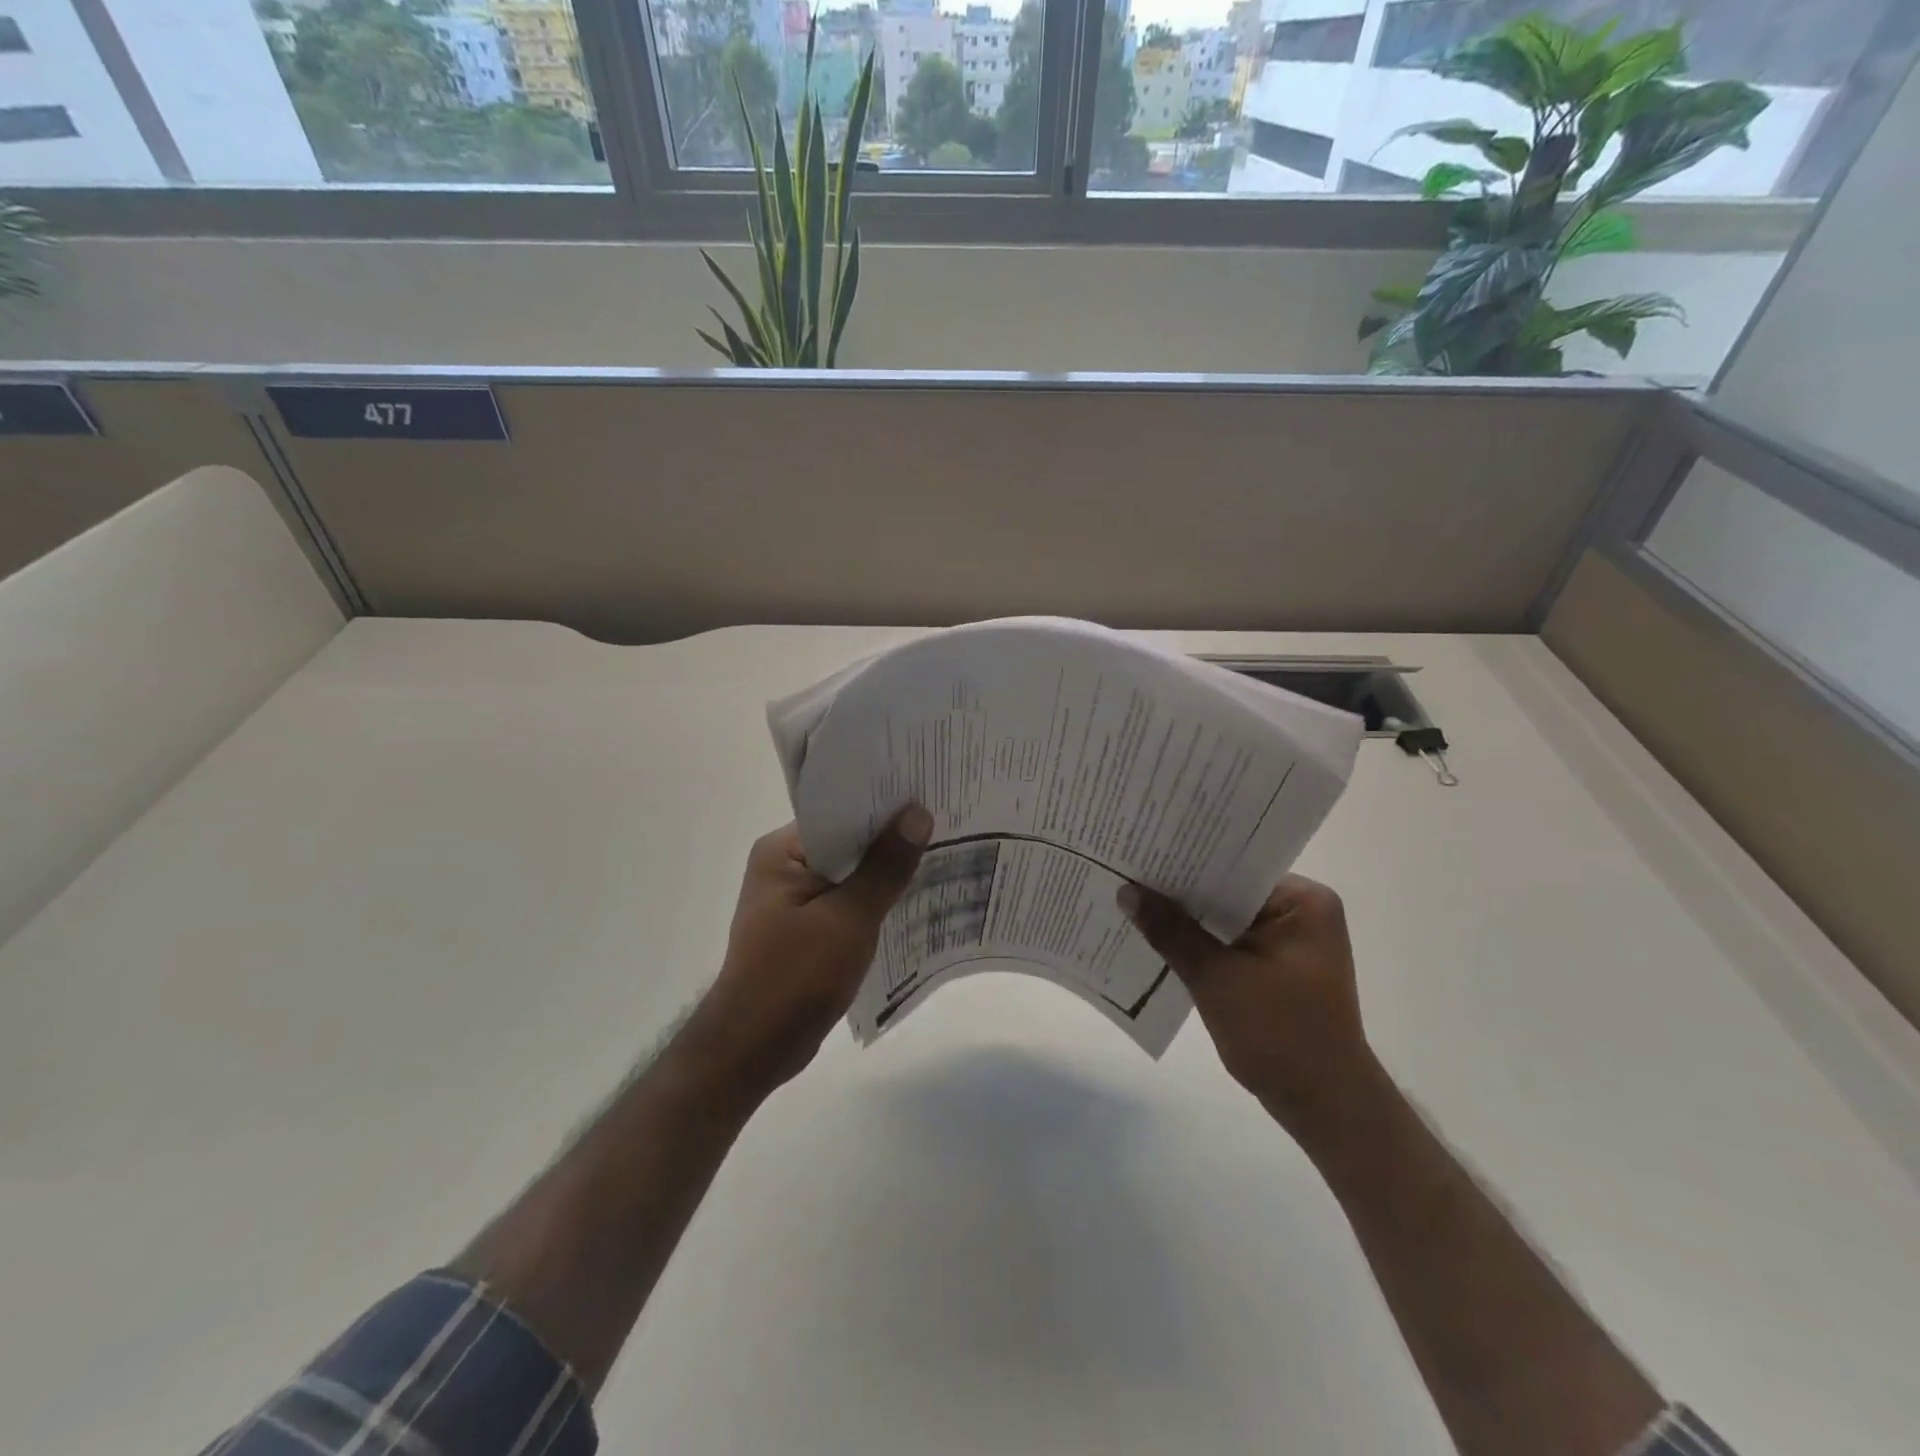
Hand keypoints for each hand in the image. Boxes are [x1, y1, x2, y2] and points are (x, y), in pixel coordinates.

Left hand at [684, 807, 931, 1105]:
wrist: (754, 1049)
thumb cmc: (796, 977)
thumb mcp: (849, 918)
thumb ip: (886, 866)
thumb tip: (919, 813)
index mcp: (782, 852)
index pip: (840, 813)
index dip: (884, 805)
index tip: (929, 795)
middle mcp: (784, 867)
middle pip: (847, 842)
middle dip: (891, 838)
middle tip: (945, 821)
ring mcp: (794, 900)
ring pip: (851, 874)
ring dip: (886, 871)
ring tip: (941, 853)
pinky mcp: (806, 928)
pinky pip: (848, 901)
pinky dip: (875, 900)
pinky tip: (915, 898)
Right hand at [1119, 875, 1375, 1135]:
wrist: (1325, 1108)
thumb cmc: (1280, 1034)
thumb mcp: (1217, 978)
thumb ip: (1170, 931)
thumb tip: (1126, 890)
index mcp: (1303, 901)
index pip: (1235, 865)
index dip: (1186, 861)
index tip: (1140, 854)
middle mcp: (1301, 913)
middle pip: (1228, 891)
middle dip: (1181, 892)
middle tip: (1126, 873)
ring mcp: (1290, 942)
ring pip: (1225, 920)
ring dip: (1187, 921)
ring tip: (1132, 902)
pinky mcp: (1277, 969)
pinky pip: (1229, 944)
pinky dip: (1199, 946)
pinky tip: (1157, 942)